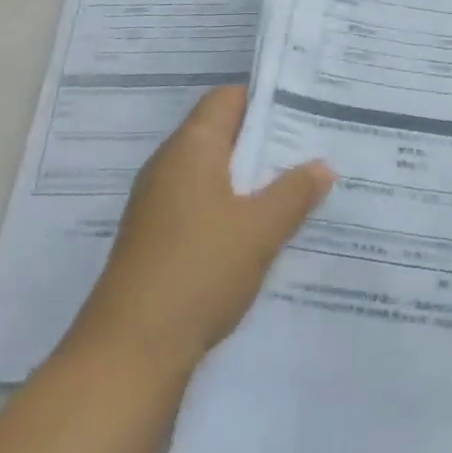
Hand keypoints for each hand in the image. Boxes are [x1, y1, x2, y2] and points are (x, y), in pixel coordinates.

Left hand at [62, 85, 333, 380]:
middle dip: (265, 141)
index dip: (265, 99)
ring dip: (250, 178)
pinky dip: (231, 207)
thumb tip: (323, 165)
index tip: (304, 109)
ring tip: (296, 187)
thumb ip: (295, 192)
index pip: (227, 98)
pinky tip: (260, 230)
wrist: (129, 354)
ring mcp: (158, 203)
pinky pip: (201, 204)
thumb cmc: (198, 271)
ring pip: (213, 172)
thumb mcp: (260, 229)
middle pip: (221, 133)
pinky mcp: (156, 238)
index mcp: (191, 148)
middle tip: (312, 147)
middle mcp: (169, 165)